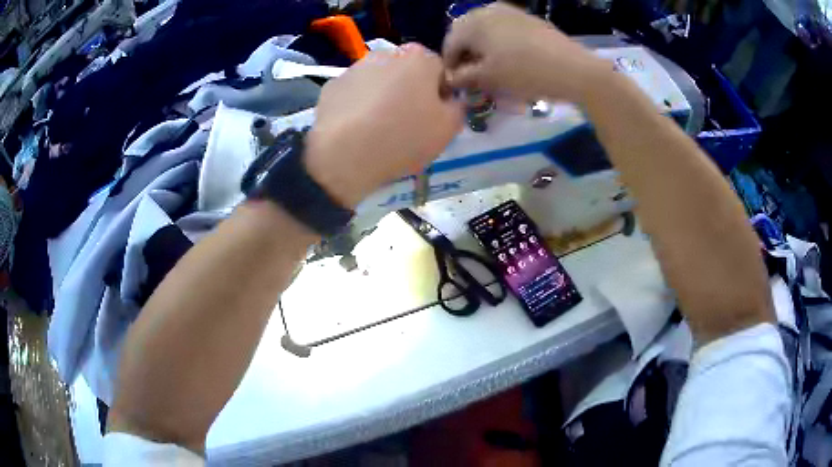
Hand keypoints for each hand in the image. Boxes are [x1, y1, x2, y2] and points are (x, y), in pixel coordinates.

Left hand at [305, 44, 463, 207]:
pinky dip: (357, 104)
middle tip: (406, 121)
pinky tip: (356, 128)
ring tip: (378, 126)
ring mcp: (355, 68)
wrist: (344, 155)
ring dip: (382, 95)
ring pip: (378, 80)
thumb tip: (452, 100)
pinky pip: (354, 93)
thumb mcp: (448, 128)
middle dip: (409, 89)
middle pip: (406, 71)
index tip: (434, 115)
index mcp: (420, 58)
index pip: (439, 69)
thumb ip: (458, 108)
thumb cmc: (404, 137)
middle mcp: (386, 54)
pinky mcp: (332, 85)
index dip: (440, 92)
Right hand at [443, 3, 609, 102]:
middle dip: (465, 53)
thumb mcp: (490, 78)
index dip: (450, 65)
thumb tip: (450, 78)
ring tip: (491, 66)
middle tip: (473, 74)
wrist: (574, 69)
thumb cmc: (525, 73)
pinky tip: (509, 56)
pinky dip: (498, 40)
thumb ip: (464, 77)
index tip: (457, 83)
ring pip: (484, 28)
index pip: (449, 44)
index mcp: (472, 24)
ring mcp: (509, 11)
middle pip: (465, 32)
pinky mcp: (526, 17)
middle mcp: (486, 11)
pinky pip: (502, 26)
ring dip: (481, 46)